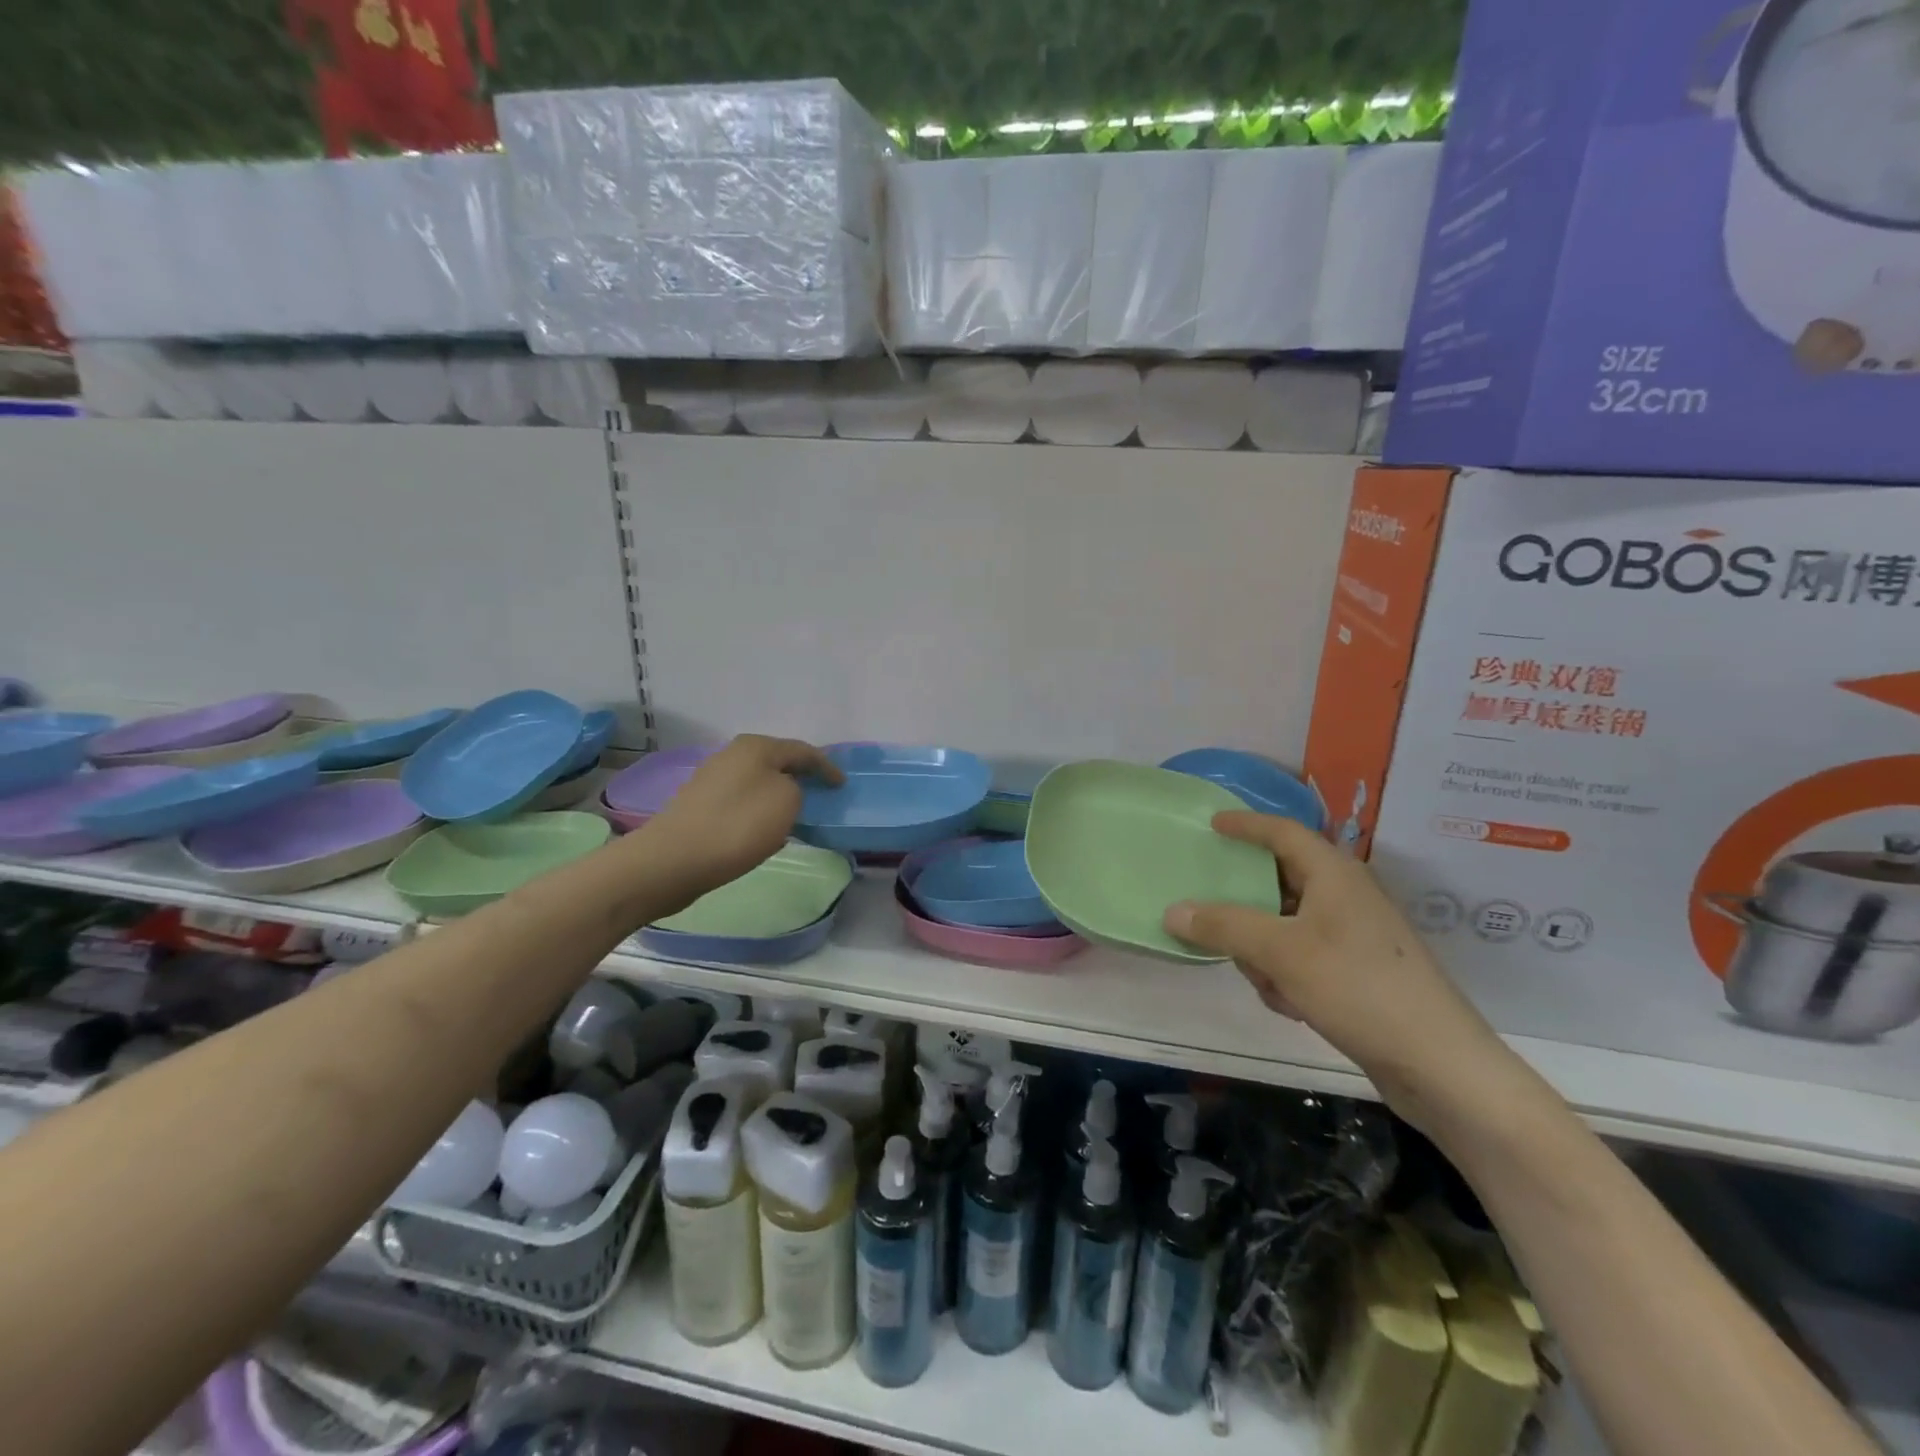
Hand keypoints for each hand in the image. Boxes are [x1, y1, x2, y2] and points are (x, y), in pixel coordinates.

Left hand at [642, 735, 841, 896]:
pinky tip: (764, 829)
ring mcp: (711, 779)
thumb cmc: (738, 826)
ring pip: (758, 782)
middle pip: (777, 762)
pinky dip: (759, 810)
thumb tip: (785, 790)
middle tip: (820, 793)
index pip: (802, 751)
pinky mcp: (699, 805)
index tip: (842, 785)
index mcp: (755, 747)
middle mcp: (731, 755)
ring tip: (796, 813)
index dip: (826, 767)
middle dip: (800, 776)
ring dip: (778, 794)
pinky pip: (741, 801)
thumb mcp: (786, 801)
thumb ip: (796, 788)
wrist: (673, 860)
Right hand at [1162, 811, 1514, 1121]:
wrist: (1440, 1065)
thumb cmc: (1358, 987)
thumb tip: (1172, 910)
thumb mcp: (1279, 952)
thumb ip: (1222, 926)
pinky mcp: (1360, 972)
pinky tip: (1294, 1007)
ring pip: (1286, 926)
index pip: (1282, 831)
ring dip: (1266, 952)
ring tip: (1268, 984)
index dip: (1246, 824)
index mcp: (1334, 874)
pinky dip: (1288, 975)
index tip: (1212, 823)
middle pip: (1279, 882)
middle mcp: (1346, 896)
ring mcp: (1356, 935)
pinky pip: (1303, 957)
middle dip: (1247, 908)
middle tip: (1215, 919)